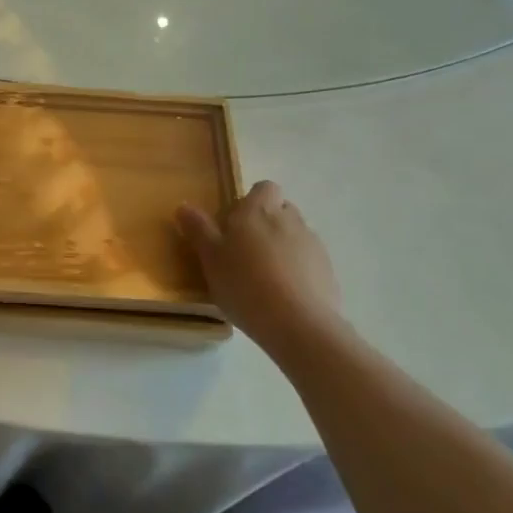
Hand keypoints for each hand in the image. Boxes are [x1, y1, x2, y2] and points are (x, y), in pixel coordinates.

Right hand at [177, 181, 343, 350]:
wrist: (299, 324)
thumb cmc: (245, 284)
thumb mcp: (211, 258)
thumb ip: (198, 229)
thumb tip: (184, 205)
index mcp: (259, 210)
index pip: (264, 188)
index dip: (252, 201)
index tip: (235, 223)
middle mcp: (289, 219)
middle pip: (280, 210)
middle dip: (266, 224)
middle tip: (245, 251)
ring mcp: (313, 245)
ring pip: (295, 236)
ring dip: (282, 247)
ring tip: (264, 277)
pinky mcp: (328, 271)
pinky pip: (309, 262)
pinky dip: (297, 271)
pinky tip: (284, 295)